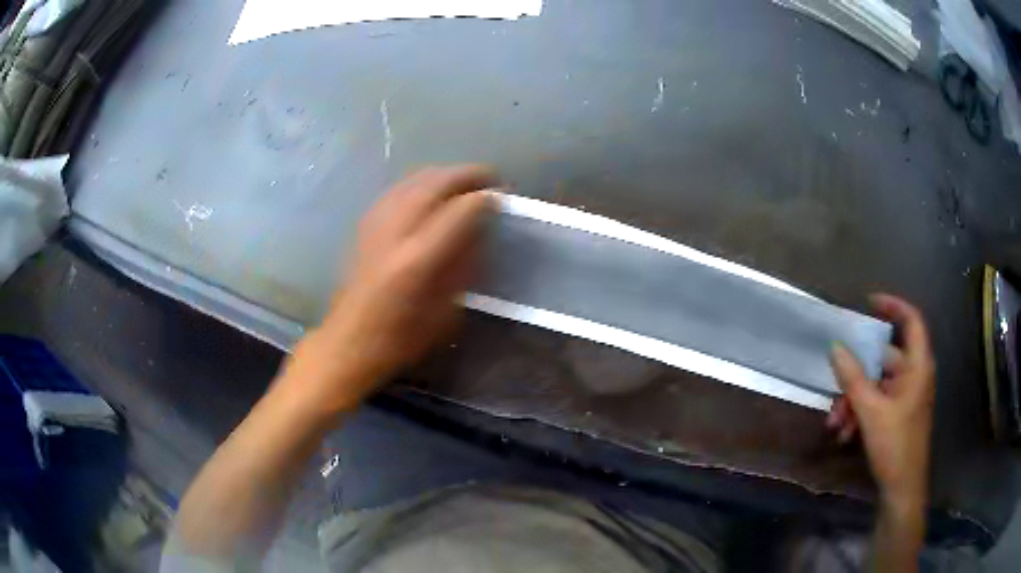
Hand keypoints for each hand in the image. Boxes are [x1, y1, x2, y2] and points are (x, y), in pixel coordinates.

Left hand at [286, 165, 496, 412]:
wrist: (348, 342)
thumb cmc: (400, 339)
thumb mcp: (445, 313)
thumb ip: (462, 268)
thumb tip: (479, 234)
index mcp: (418, 260)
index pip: (459, 210)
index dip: (485, 199)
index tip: (502, 198)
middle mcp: (396, 232)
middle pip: (436, 183)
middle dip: (468, 175)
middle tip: (490, 179)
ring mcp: (376, 224)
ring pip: (414, 179)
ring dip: (444, 174)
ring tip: (464, 182)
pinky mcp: (365, 225)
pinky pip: (397, 189)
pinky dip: (420, 182)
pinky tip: (430, 192)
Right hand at [827, 294, 935, 507]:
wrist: (902, 488)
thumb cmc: (895, 445)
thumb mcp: (871, 412)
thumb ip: (853, 378)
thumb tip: (835, 347)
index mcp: (917, 366)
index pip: (912, 321)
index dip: (893, 306)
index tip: (869, 303)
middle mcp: (913, 375)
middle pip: (884, 359)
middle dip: (856, 375)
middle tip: (835, 386)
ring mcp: (905, 396)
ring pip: (875, 384)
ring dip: (853, 400)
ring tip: (835, 423)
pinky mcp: (896, 413)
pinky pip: (876, 402)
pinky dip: (859, 413)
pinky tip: (844, 433)